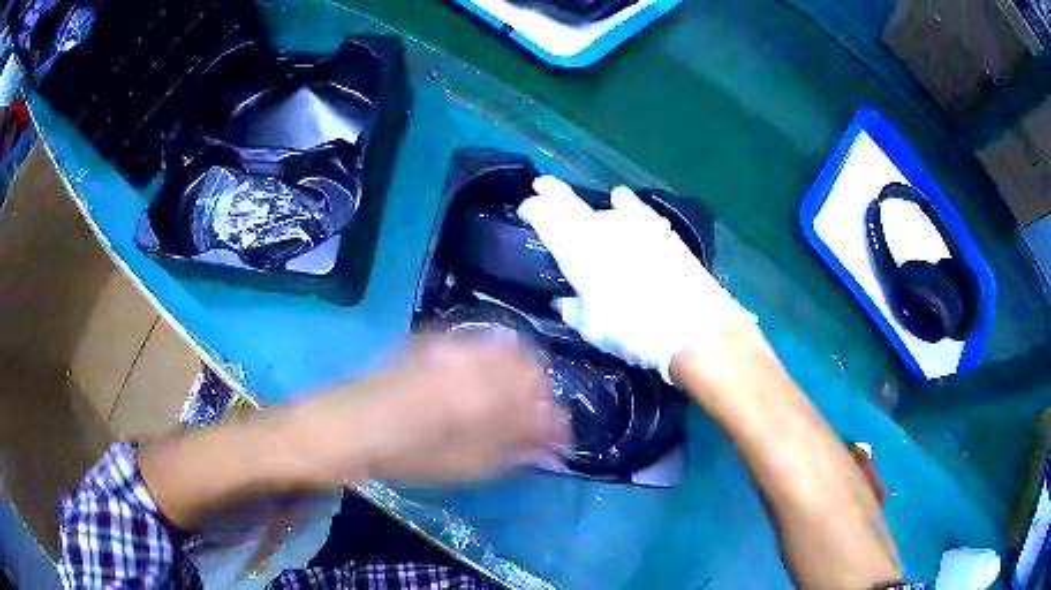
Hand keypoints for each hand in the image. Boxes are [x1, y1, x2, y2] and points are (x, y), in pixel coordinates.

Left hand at [284, 335, 567, 485]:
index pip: (541, 395)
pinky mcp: (431, 341)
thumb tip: (552, 440)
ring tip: (507, 409)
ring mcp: (451, 343)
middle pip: (528, 363)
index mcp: (489, 387)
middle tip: (533, 425)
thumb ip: (516, 445)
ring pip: (503, 349)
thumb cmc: (405, 455)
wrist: (345, 426)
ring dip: (515, 377)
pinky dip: (490, 365)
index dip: (555, 419)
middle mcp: (475, 355)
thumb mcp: (467, 463)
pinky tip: (477, 389)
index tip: (557, 440)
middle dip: (538, 394)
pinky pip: (476, 345)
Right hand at [518, 176, 753, 382]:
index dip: (534, 210)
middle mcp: (602, 230)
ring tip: (580, 206)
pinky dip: (626, 205)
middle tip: (542, 185)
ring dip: (588, 206)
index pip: (547, 219)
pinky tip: (620, 199)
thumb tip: (564, 299)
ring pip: (603, 206)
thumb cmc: (634, 333)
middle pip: (571, 203)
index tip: (526, 209)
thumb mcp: (592, 329)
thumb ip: (573, 309)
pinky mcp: (660, 230)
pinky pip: (637, 210)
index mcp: (578, 252)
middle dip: (553, 193)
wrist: (694, 327)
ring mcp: (634, 226)